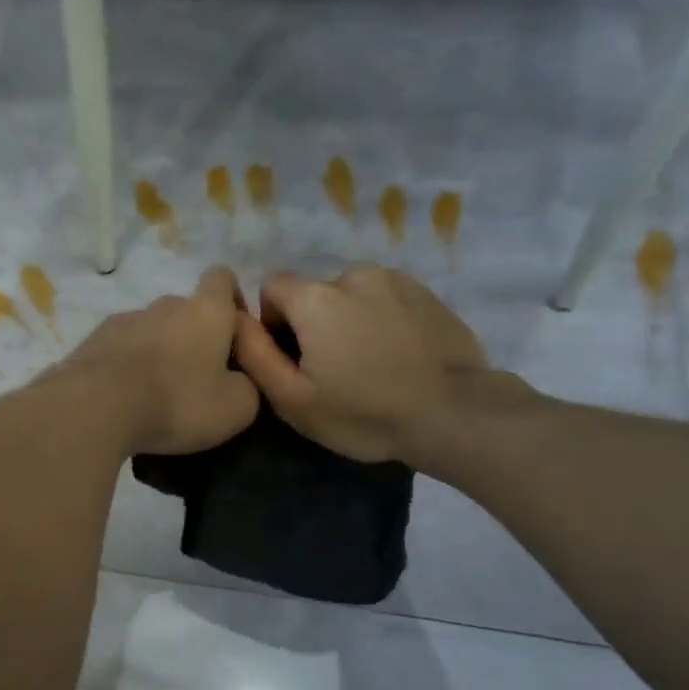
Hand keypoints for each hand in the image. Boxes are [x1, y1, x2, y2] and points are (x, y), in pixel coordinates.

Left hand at [63, 267, 259, 455]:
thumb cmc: (177, 401)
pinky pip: (119, 350)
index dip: (232, 300)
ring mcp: (123, 320)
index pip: (222, 279)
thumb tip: (238, 381)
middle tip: (196, 378)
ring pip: (150, 331)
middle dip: (193, 336)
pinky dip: (127, 366)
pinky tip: (125, 398)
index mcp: (206, 311)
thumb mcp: (235, 408)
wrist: (97, 407)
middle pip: (185, 310)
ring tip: (156, 394)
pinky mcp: (92, 341)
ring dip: (157, 352)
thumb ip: (247, 386)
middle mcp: (164, 305)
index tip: (234, 333)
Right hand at [233, 266, 523, 474]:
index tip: (292, 360)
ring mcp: (395, 281)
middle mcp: (353, 275)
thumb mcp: (294, 398)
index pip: (273, 288)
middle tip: (334, 372)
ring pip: (352, 296)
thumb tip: (233, 319)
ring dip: (349, 321)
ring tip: (370, 365)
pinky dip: (381, 321)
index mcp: (316, 298)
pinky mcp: (427, 294)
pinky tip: (398, 357)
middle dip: (314, 325)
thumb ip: (255, 354)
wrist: (455, 414)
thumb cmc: (364, 412)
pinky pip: (386, 301)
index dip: (273, 323)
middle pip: (314, 294)